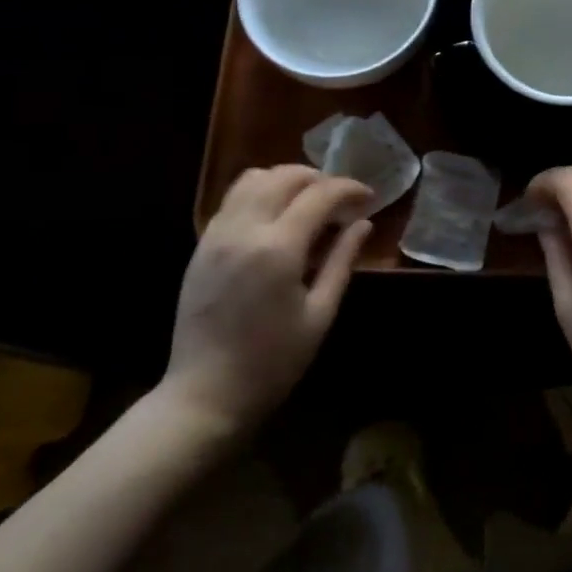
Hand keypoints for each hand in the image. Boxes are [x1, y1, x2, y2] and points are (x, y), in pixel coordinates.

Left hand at [157, 165, 372, 437]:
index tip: (369, 197)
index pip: (320, 195)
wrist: (205, 395)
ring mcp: (217, 234)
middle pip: (285, 176)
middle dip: (319, 178)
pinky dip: (260, 193)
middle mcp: (244, 229)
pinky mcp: (202, 245)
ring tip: (308, 201)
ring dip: (286, 179)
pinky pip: (232, 199)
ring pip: (253, 178)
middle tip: (341, 200)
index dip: (349, 188)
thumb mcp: (319, 314)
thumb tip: (363, 223)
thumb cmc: (272, 362)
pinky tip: (276, 217)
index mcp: (278, 248)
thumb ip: (341, 260)